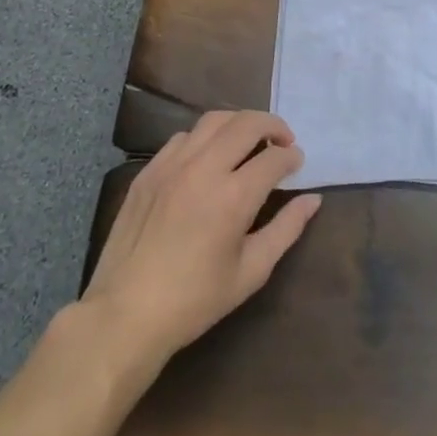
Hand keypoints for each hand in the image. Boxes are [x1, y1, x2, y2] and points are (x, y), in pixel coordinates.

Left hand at [83, 110, 321, 368]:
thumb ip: (286, 229)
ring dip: (239, 124)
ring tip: (249, 141)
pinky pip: (183, 137)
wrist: (124, 316)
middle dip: (273, 125)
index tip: (297, 164)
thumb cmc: (194, 300)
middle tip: (283, 141)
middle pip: (247, 123)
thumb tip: (312, 199)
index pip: (274, 157)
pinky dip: (205, 138)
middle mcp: (204, 169)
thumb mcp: (251, 272)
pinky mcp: (148, 172)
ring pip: (213, 120)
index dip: (292, 157)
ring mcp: (172, 166)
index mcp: (233, 196)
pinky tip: (208, 158)